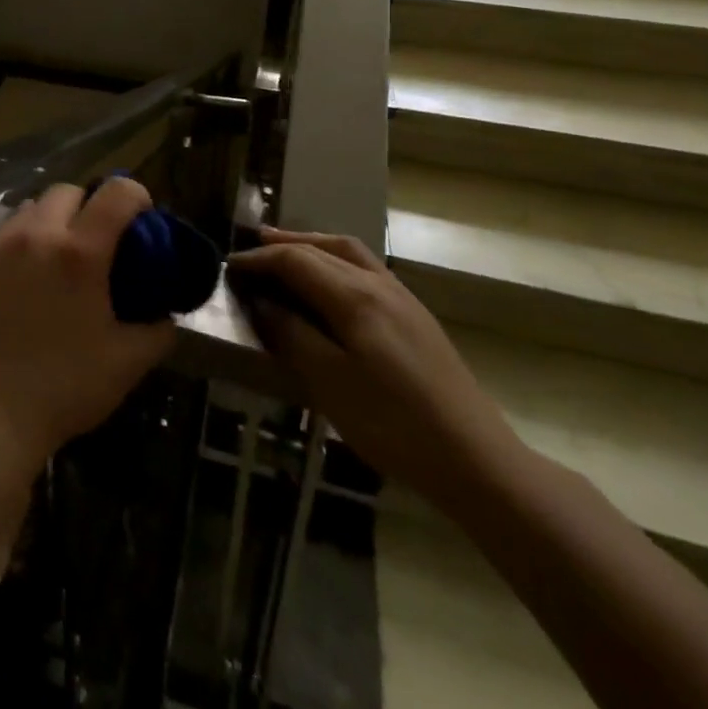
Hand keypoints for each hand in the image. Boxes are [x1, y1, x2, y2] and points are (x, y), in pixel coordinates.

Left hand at [0, 178, 176, 469]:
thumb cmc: (64, 387)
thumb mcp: (127, 363)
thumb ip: (157, 330)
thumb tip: (166, 314)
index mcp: (79, 252)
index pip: (116, 194)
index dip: (136, 196)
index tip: (143, 218)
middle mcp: (37, 235)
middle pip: (68, 191)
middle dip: (91, 205)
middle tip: (101, 240)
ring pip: (32, 207)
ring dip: (54, 219)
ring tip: (62, 257)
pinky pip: (6, 233)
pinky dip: (25, 239)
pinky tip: (29, 278)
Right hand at [227, 230, 525, 511]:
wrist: (478, 463)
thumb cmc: (394, 424)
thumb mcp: (330, 382)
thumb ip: (291, 334)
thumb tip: (262, 301)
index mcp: (355, 297)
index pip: (295, 260)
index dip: (259, 259)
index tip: (230, 268)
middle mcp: (379, 284)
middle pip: (322, 247)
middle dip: (282, 245)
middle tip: (250, 251)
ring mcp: (402, 298)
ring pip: (348, 252)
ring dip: (311, 246)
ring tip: (285, 252)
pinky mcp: (416, 317)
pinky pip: (365, 269)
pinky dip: (335, 261)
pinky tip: (328, 284)